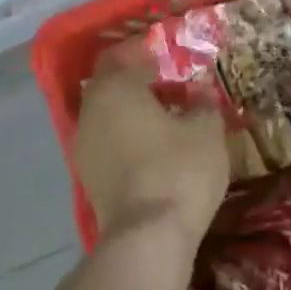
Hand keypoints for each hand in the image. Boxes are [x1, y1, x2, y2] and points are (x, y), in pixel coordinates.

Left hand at [73, 41, 228, 245]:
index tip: (168, 54)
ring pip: (109, 115)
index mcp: (115, 89)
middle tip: (172, 84)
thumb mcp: (206, 131)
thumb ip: (203, 104)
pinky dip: (128, 137)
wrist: (147, 238)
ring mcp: (85, 146)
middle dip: (139, 81)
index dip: (145, 51)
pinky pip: (109, 142)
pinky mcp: (89, 177)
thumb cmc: (179, 170)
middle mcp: (91, 111)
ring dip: (134, 111)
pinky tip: (156, 148)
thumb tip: (202, 93)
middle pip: (111, 85)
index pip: (122, 55)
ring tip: (168, 118)